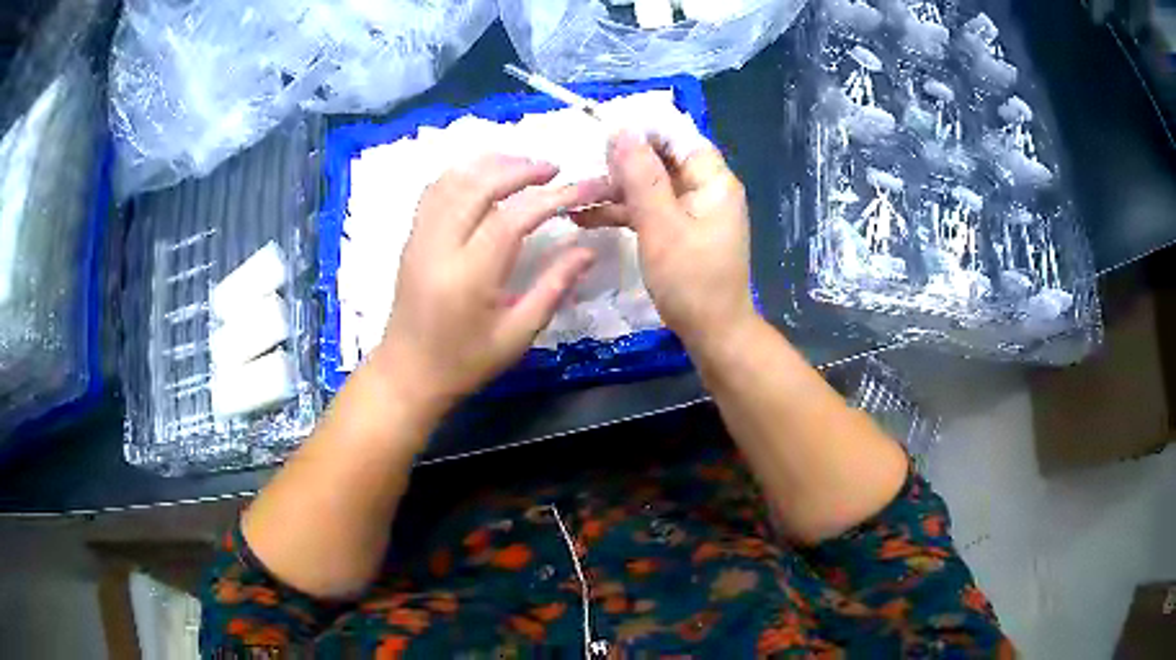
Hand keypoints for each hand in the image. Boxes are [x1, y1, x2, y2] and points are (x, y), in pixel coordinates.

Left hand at [369, 154, 608, 413]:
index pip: (513, 218)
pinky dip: (464, 173)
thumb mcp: (517, 334)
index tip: (584, 188)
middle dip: (520, 168)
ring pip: (453, 179)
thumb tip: (588, 249)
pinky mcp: (411, 237)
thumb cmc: (465, 362)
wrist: (407, 374)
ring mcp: (419, 238)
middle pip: (478, 185)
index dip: (552, 197)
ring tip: (523, 166)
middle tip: (554, 169)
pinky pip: (435, 190)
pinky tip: (485, 176)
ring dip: (491, 164)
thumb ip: (553, 287)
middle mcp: (438, 247)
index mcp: (468, 276)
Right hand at [575, 132, 755, 353]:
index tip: (603, 132)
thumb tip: (621, 130)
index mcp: (712, 180)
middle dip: (622, 162)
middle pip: (661, 159)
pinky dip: (623, 212)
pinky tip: (586, 217)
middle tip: (586, 169)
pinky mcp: (680, 230)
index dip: (642, 130)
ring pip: (650, 185)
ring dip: (616, 189)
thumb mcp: (661, 226)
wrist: (713, 334)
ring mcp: (692, 210)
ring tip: (576, 196)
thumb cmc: (692, 281)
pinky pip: (649, 209)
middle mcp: (705, 188)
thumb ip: (641, 176)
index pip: (677, 136)